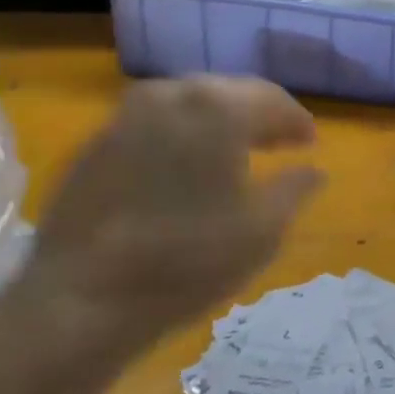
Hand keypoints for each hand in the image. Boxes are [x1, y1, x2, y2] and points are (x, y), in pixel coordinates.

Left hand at [19, 77, 323, 348]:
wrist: (80, 300)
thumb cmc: (189, 260)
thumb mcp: (264, 229)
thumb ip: (295, 189)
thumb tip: (314, 170)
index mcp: (218, 108)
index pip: (271, 99)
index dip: (296, 121)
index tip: (310, 144)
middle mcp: (169, 96)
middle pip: (227, 93)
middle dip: (257, 116)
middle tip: (278, 144)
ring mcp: (123, 117)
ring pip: (186, 105)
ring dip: (217, 124)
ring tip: (234, 155)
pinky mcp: (92, 146)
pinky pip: (152, 127)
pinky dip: (179, 138)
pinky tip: (185, 171)